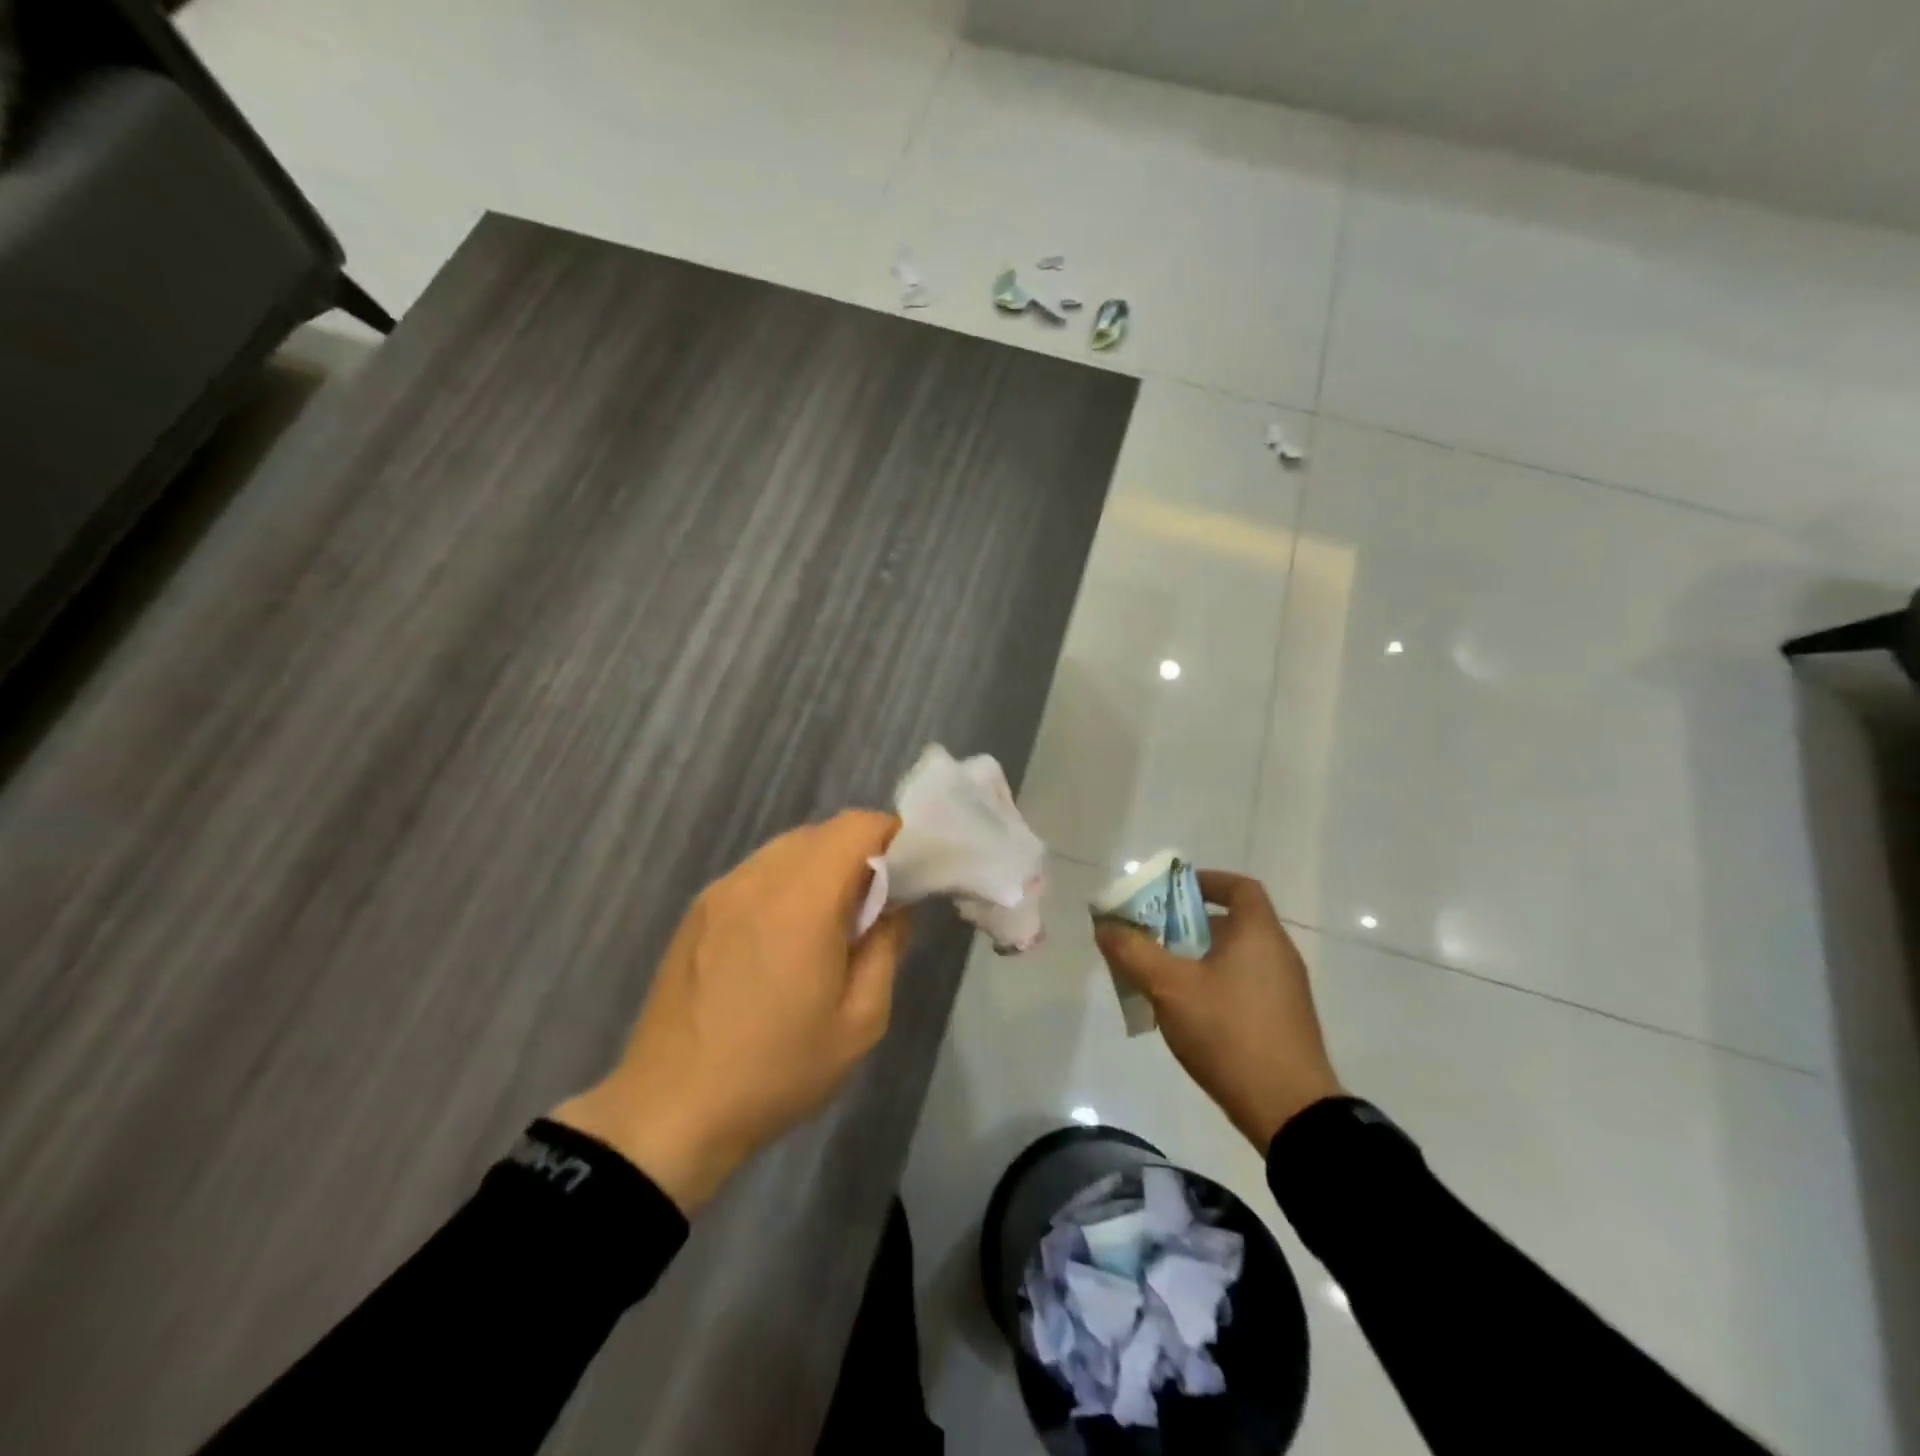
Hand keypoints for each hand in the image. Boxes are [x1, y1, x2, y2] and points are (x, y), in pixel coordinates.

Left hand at [552, 811, 911, 1212]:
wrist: (670, 1111)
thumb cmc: (777, 1070)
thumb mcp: (860, 1022)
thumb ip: (887, 947)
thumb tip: (895, 905)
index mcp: (803, 900)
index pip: (857, 826)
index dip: (893, 837)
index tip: (910, 875)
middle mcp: (758, 878)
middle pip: (823, 831)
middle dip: (860, 853)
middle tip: (875, 907)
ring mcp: (721, 890)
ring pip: (788, 848)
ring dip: (821, 866)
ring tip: (829, 924)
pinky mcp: (698, 909)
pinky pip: (757, 871)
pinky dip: (786, 882)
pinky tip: (783, 937)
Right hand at [1094, 870, 1342, 1151]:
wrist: (1289, 1110)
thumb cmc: (1229, 1032)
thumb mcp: (1169, 987)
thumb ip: (1133, 951)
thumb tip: (1105, 924)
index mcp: (1259, 933)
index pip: (1239, 887)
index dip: (1206, 881)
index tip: (1172, 891)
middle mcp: (1278, 954)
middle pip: (1231, 923)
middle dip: (1188, 924)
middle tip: (1152, 935)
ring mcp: (1285, 990)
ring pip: (1235, 957)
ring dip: (1197, 958)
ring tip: (1160, 975)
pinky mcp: (1283, 1021)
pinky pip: (1243, 986)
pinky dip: (1214, 984)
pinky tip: (1186, 1011)